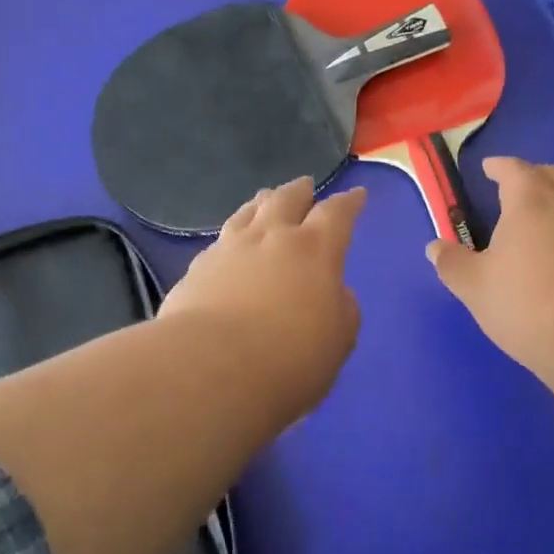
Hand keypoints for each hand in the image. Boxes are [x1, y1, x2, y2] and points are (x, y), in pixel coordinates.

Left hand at [159, 176, 365, 421]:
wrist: (211, 368)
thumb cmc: (289, 358)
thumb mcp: (338, 340)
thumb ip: (342, 309)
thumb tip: (334, 293)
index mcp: (314, 250)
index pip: (336, 214)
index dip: (348, 203)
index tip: (356, 195)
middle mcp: (271, 238)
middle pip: (286, 200)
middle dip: (300, 191)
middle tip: (305, 185)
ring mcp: (229, 249)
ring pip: (247, 213)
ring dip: (261, 203)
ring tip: (265, 199)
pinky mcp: (197, 269)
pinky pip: (220, 242)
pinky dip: (231, 237)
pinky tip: (228, 245)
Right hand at [427, 157, 553, 372]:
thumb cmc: (528, 302)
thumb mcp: (475, 287)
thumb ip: (453, 264)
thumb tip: (435, 247)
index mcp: (530, 201)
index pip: (514, 170)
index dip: (499, 166)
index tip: (489, 168)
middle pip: (553, 176)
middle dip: (534, 176)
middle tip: (517, 188)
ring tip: (541, 220)